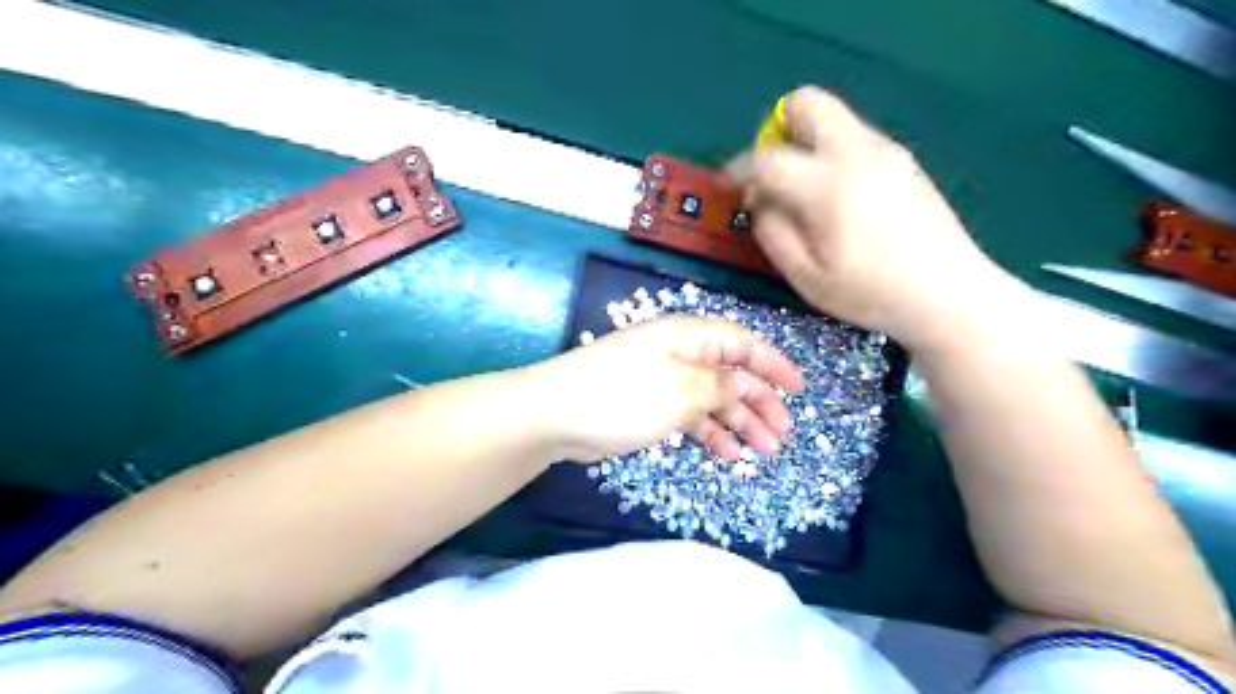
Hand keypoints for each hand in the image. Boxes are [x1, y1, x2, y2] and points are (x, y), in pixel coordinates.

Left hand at [525, 318, 807, 463]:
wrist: (556, 414)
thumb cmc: (622, 396)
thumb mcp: (681, 390)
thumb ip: (719, 385)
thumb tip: (743, 383)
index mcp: (689, 337)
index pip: (743, 343)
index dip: (774, 364)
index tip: (800, 389)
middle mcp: (680, 354)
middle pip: (732, 374)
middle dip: (760, 402)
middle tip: (783, 434)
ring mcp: (664, 380)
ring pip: (713, 398)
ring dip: (739, 422)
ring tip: (764, 451)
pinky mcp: (650, 405)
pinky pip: (691, 415)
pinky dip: (711, 432)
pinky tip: (728, 453)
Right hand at [737, 84, 1019, 347]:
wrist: (949, 294)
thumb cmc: (870, 294)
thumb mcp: (806, 277)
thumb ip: (773, 233)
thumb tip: (760, 201)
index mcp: (828, 185)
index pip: (766, 159)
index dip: (738, 171)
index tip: (730, 188)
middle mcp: (857, 152)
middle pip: (807, 104)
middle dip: (777, 129)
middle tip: (772, 173)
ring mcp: (886, 151)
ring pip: (833, 119)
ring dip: (808, 143)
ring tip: (806, 194)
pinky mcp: (904, 161)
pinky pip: (855, 138)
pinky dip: (833, 154)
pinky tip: (840, 200)